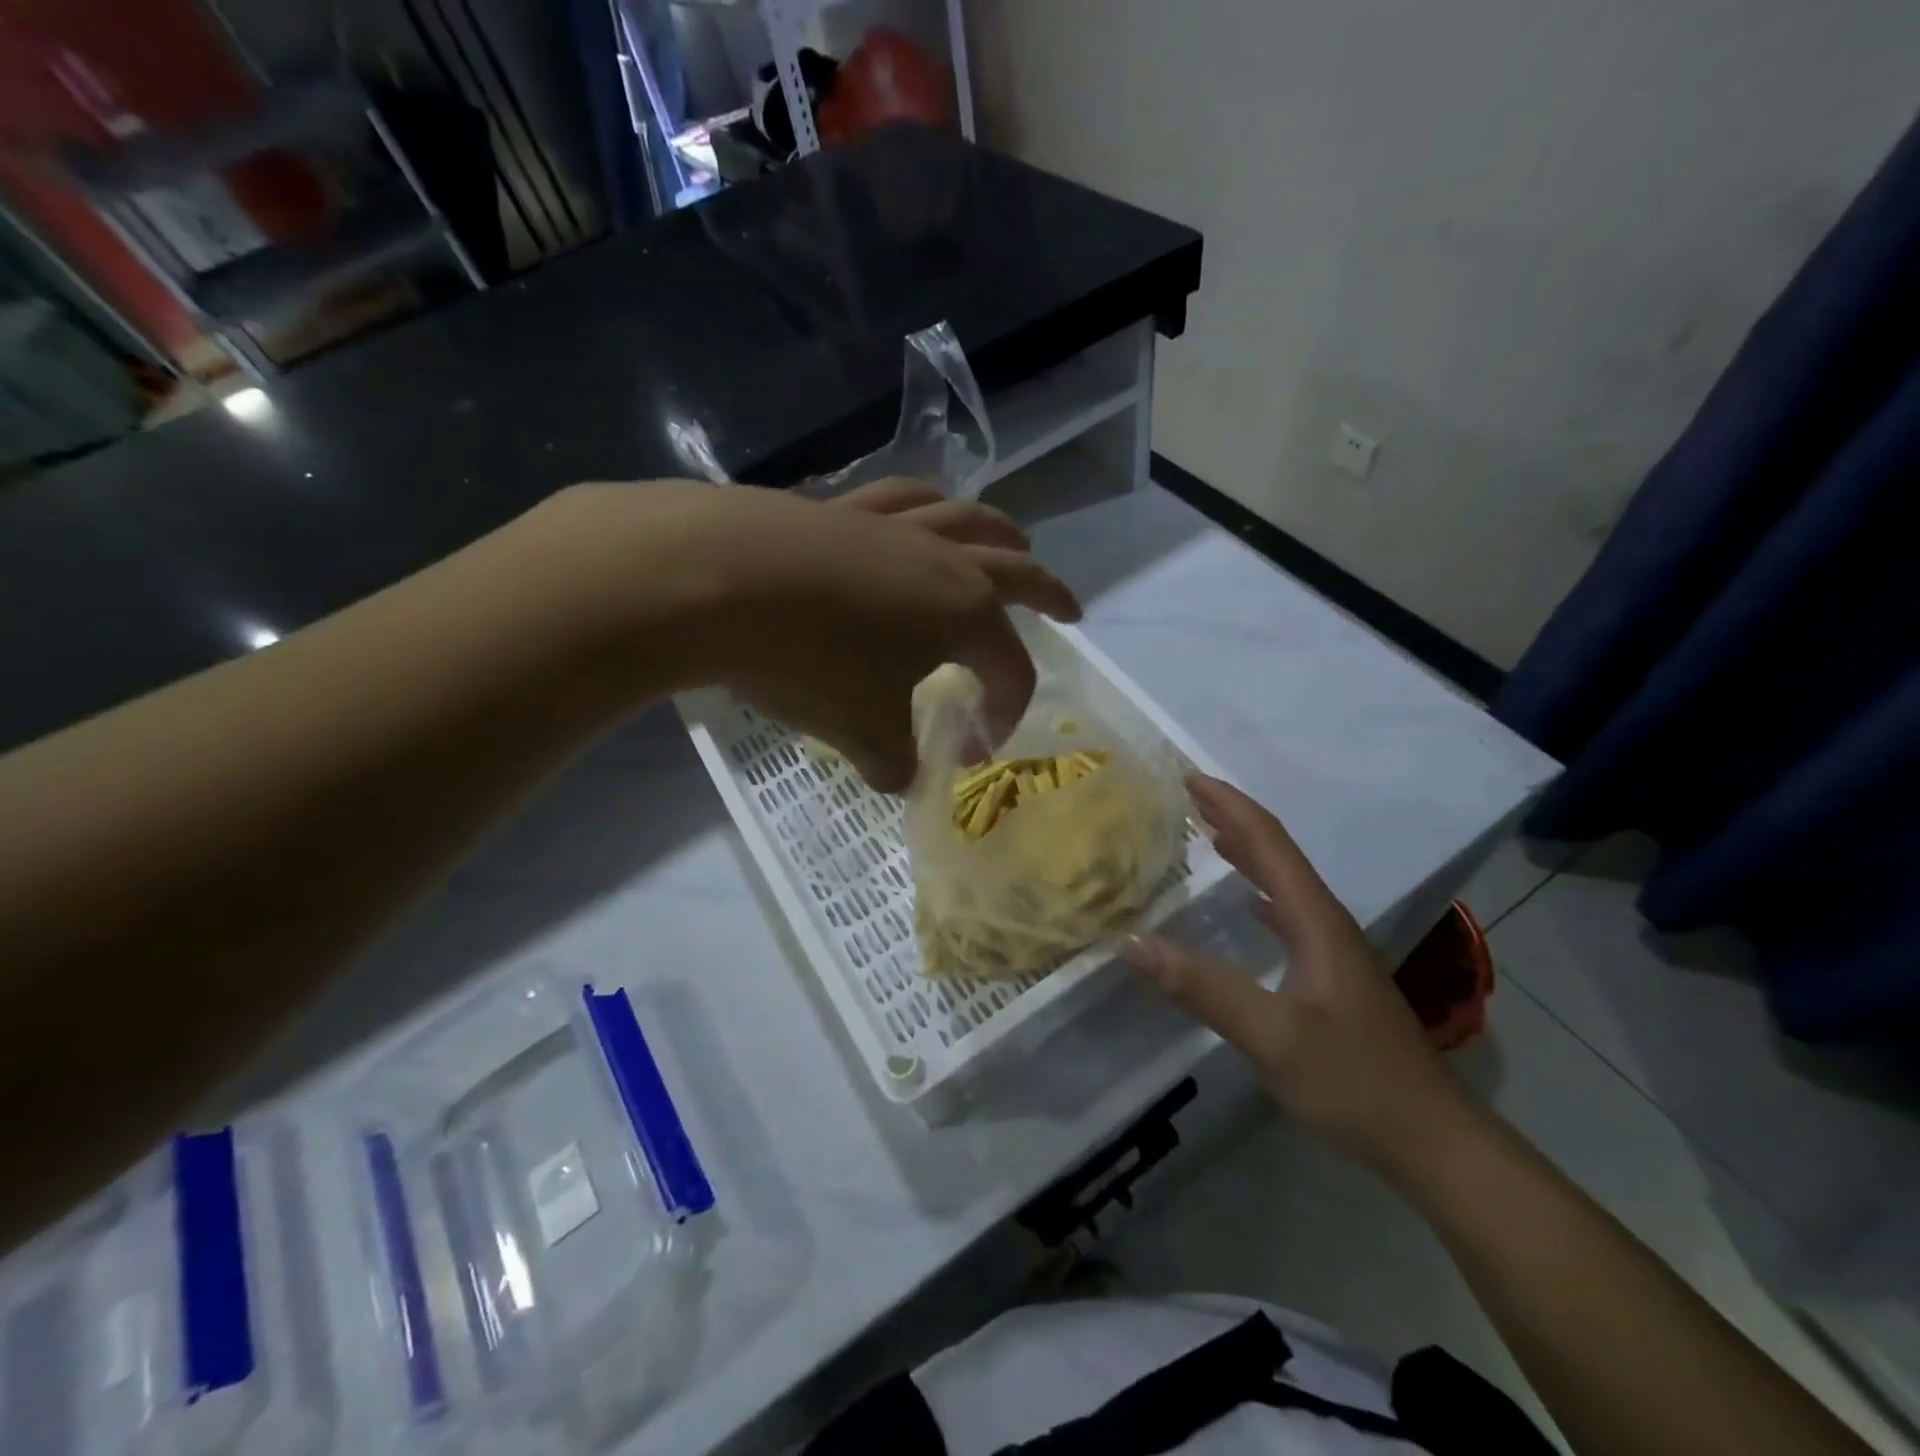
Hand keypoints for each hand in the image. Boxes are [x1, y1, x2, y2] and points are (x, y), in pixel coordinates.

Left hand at [530, 480, 1079, 791]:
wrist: (719, 581)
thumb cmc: (810, 660)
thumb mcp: (862, 731)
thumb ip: (894, 762)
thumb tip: (900, 778)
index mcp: (965, 613)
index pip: (1012, 667)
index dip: (1007, 710)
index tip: (979, 745)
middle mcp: (942, 560)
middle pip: (1016, 570)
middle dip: (1049, 592)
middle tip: (1069, 608)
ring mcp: (892, 527)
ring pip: (966, 518)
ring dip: (999, 532)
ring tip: (1013, 539)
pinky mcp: (841, 509)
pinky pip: (901, 499)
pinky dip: (925, 506)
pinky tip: (918, 512)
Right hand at [1121, 774, 1470, 1167]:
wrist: (1431, 1139)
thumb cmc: (1354, 1081)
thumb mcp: (1273, 1035)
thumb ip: (1203, 987)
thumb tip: (1132, 940)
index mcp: (1314, 919)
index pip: (1269, 843)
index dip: (1229, 805)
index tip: (1189, 777)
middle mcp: (1325, 922)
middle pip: (1277, 853)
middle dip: (1233, 817)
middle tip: (1187, 796)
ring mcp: (1331, 950)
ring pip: (1283, 881)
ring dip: (1246, 850)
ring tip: (1206, 833)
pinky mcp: (1331, 975)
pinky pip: (1286, 913)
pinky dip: (1258, 891)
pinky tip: (1245, 903)